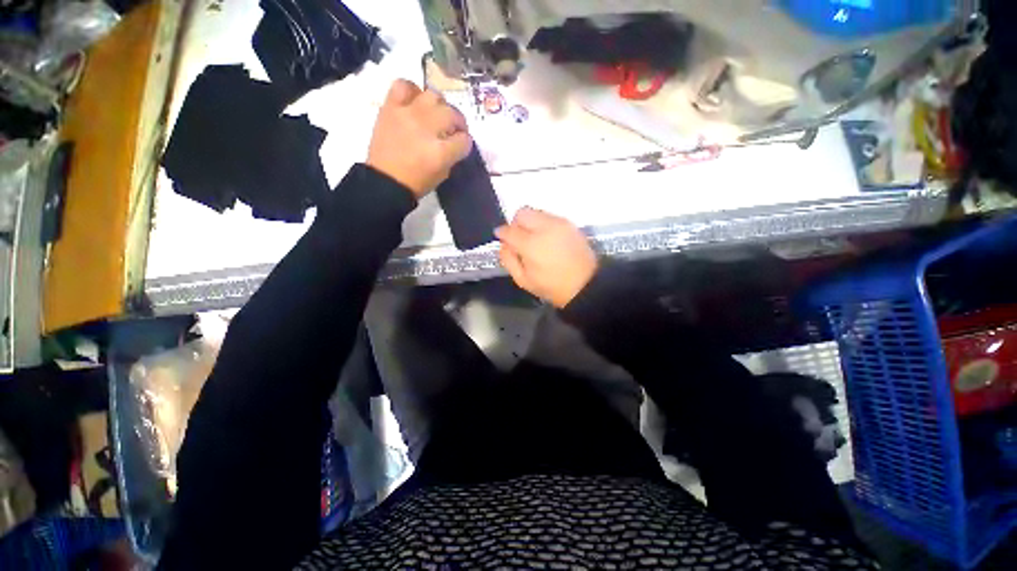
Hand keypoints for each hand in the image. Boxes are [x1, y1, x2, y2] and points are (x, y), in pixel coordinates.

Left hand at [367, 79, 472, 197]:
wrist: (385, 180)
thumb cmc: (416, 182)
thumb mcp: (442, 174)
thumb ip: (452, 155)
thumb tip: (456, 142)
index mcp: (441, 152)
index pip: (465, 140)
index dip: (465, 143)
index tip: (461, 146)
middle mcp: (427, 128)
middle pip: (452, 114)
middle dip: (458, 123)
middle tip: (453, 129)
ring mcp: (408, 114)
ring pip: (433, 95)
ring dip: (439, 106)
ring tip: (435, 115)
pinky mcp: (391, 107)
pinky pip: (404, 85)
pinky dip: (412, 91)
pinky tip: (415, 103)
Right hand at [496, 208, 597, 307]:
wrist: (585, 285)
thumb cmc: (552, 286)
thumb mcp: (523, 280)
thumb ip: (508, 260)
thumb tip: (504, 244)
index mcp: (531, 244)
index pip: (509, 230)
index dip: (502, 233)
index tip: (502, 238)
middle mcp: (544, 228)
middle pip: (522, 213)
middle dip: (516, 223)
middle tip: (519, 238)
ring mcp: (559, 223)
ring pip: (536, 212)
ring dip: (530, 223)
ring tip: (535, 239)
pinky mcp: (570, 224)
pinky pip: (549, 216)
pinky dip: (543, 224)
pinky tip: (547, 239)